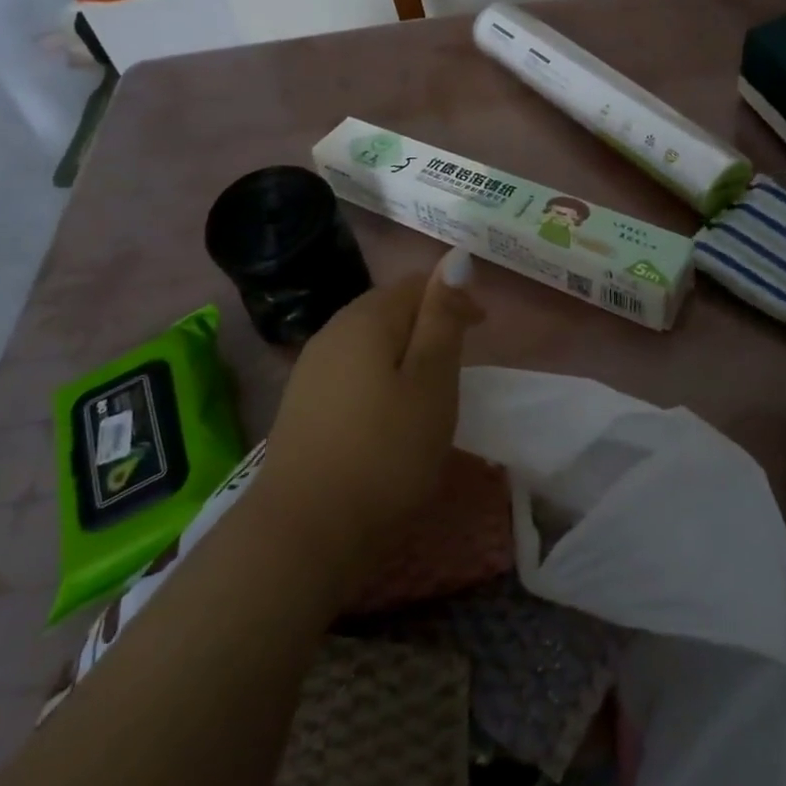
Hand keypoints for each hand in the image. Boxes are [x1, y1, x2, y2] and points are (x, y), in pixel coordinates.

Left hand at [256, 250, 483, 575]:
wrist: (305, 529)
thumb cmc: (386, 452)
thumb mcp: (431, 382)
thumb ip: (443, 318)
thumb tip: (456, 256)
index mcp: (367, 318)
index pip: (417, 283)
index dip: (454, 297)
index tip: (483, 330)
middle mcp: (333, 329)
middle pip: (389, 307)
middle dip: (429, 321)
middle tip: (460, 359)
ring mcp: (312, 366)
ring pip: (369, 339)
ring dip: (404, 350)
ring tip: (430, 384)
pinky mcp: (302, 401)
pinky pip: (351, 368)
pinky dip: (379, 375)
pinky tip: (387, 409)